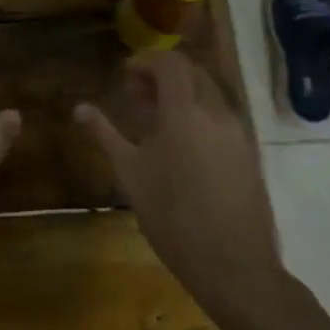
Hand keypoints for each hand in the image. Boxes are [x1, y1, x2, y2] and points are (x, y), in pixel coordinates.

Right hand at [75, 51, 283, 319]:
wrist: (235, 268)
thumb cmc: (173, 216)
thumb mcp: (130, 174)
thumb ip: (105, 134)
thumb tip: (79, 108)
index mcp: (185, 111)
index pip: (170, 62)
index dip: (146, 61)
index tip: (126, 76)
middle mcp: (216, 113)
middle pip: (193, 73)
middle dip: (164, 75)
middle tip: (138, 97)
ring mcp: (239, 134)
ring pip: (210, 95)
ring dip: (183, 95)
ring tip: (156, 123)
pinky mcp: (250, 156)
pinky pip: (222, 119)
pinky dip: (200, 116)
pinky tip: (182, 148)